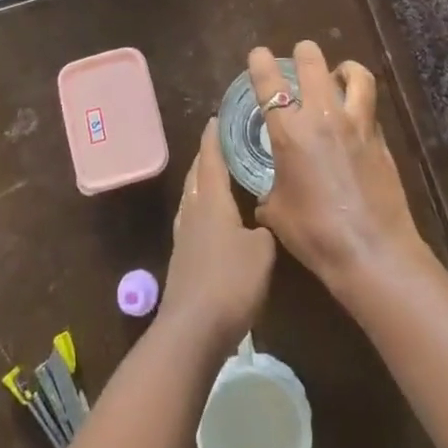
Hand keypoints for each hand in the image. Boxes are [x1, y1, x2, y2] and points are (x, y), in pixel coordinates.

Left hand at [160, 120, 275, 349]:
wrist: (193, 330)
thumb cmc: (230, 281)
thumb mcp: (262, 251)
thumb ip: (264, 228)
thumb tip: (262, 220)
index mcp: (211, 200)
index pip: (211, 158)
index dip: (215, 136)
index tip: (218, 117)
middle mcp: (193, 210)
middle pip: (197, 174)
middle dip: (208, 156)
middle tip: (224, 141)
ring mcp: (184, 235)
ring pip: (192, 196)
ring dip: (203, 181)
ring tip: (220, 174)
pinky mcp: (183, 258)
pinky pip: (193, 218)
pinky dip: (203, 206)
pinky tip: (214, 217)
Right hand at [250, 42, 430, 294]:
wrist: (372, 251)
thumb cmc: (315, 234)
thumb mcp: (277, 213)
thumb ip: (269, 192)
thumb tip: (268, 194)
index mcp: (290, 133)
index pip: (270, 85)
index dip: (261, 63)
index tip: (258, 53)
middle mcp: (323, 118)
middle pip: (314, 65)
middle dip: (305, 53)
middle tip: (301, 54)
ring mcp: (357, 125)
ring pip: (355, 76)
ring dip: (345, 68)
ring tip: (339, 72)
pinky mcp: (381, 139)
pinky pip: (370, 107)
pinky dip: (361, 101)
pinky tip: (356, 114)